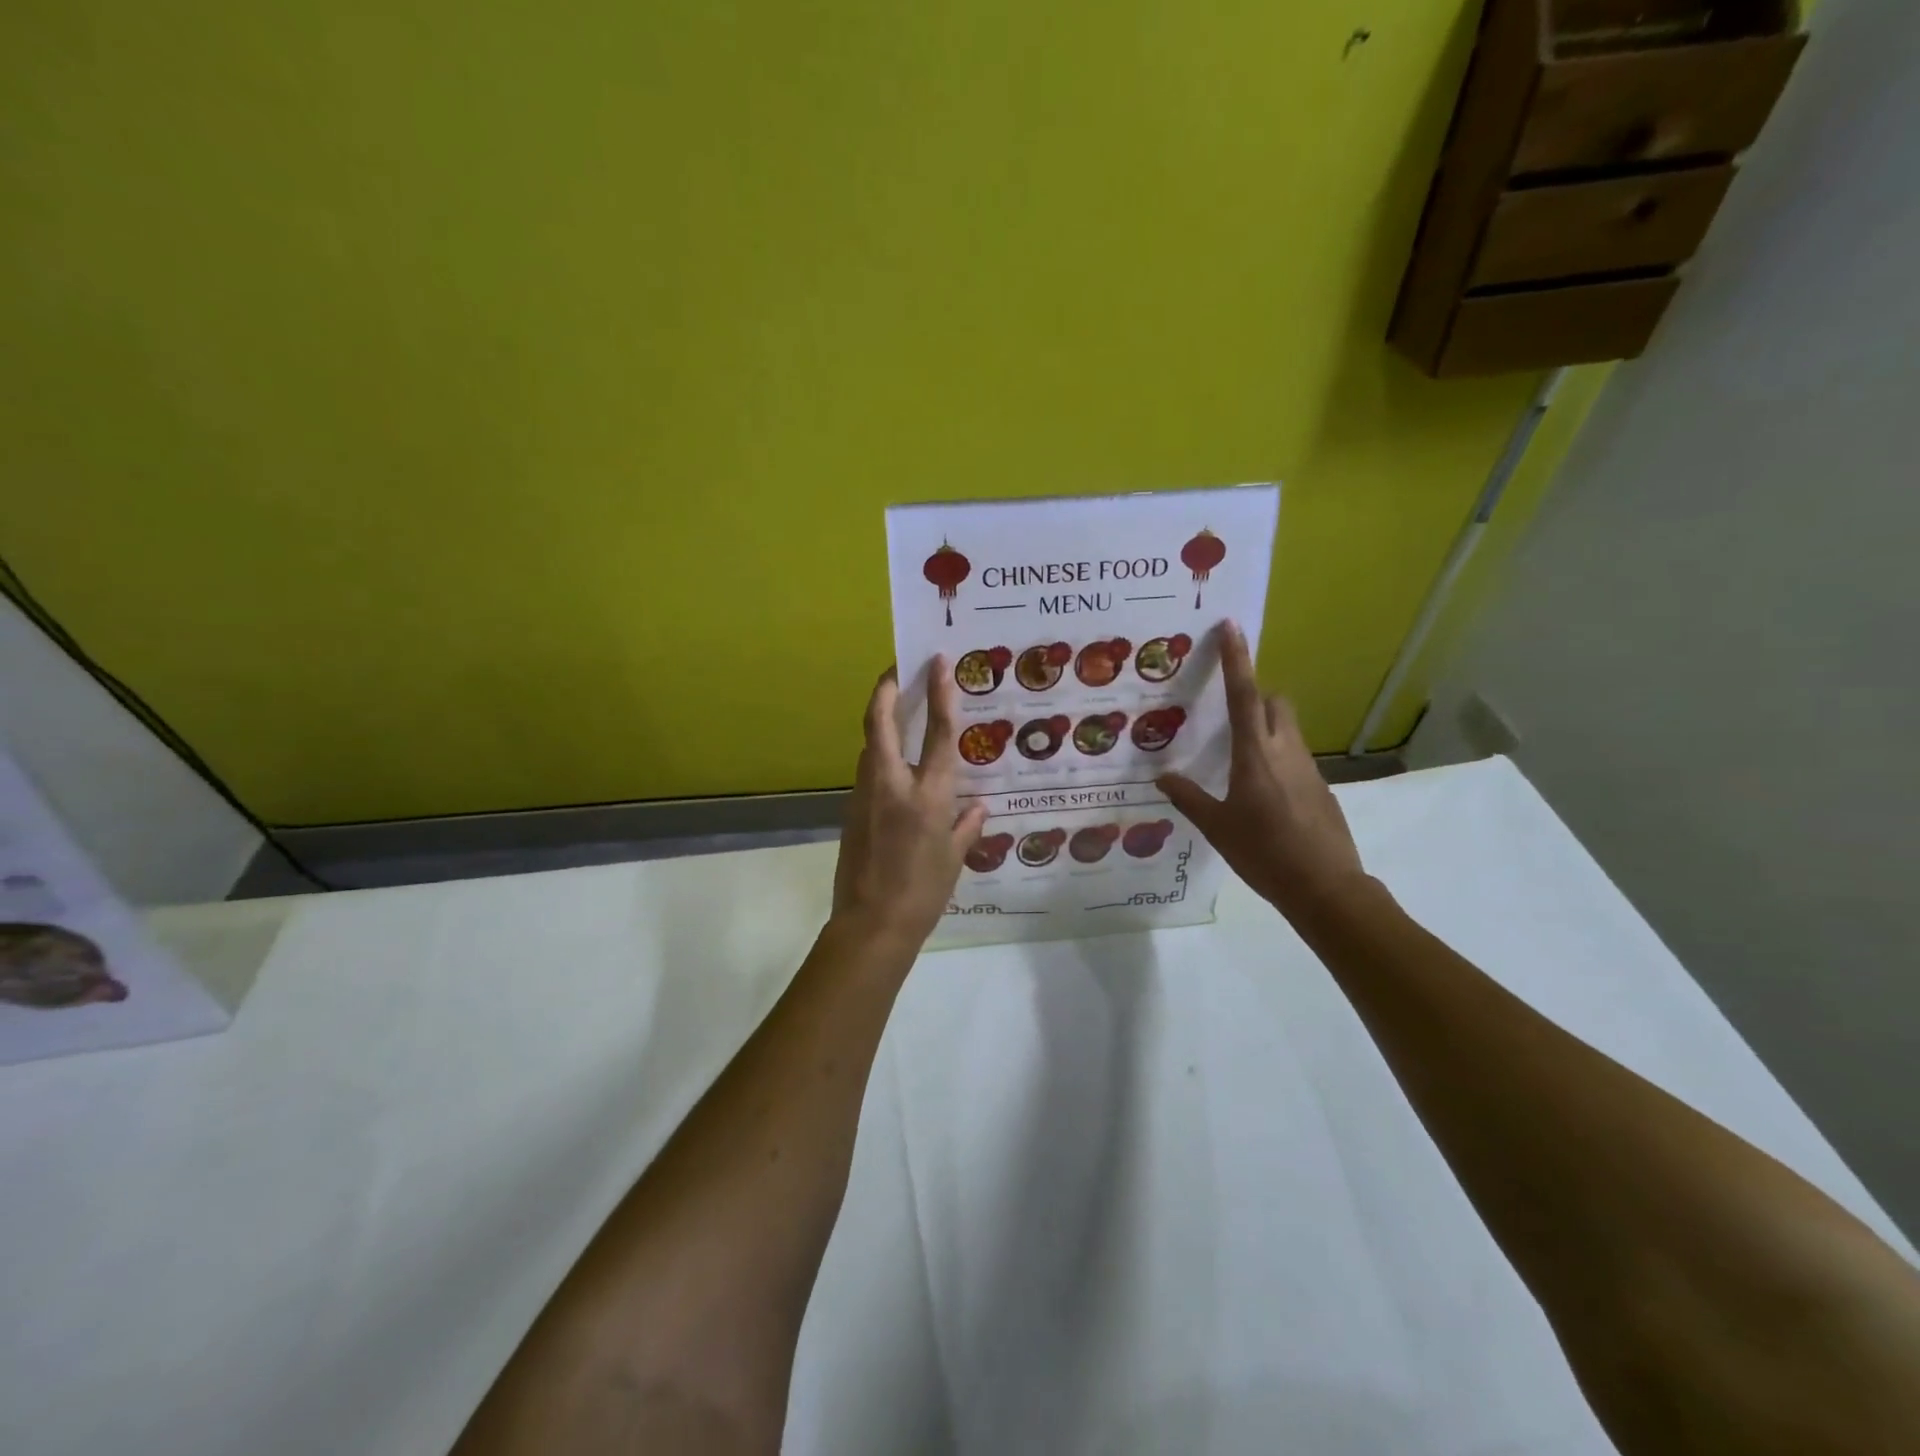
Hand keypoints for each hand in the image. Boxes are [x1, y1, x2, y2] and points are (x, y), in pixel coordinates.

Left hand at [832, 657, 990, 948]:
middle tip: (896, 668)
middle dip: (885, 689)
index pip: (936, 732)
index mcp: (928, 795)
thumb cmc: (923, 892)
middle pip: (880, 722)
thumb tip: (978, 806)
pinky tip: (894, 764)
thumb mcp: (955, 859)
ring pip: (869, 745)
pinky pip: (868, 771)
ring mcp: (866, 794)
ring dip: (880, 720)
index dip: (939, 692)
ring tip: (897, 708)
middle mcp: (893, 784)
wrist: (871, 924)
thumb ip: (967, 825)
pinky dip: (880, 755)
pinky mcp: (851, 810)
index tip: (937, 662)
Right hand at [1157, 622, 1369, 922]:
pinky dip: (1277, 754)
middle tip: (1228, 709)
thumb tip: (1162, 779)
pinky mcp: (1320, 785)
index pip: (1243, 694)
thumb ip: (1189, 798)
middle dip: (1255, 692)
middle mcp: (1285, 750)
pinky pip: (1295, 754)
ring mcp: (1308, 767)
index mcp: (1255, 754)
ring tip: (1238, 754)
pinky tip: (1262, 789)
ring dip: (1265, 725)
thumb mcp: (1217, 827)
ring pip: (1287, 727)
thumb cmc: (1264, 853)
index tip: (1230, 626)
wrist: (1325, 887)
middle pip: (1275, 701)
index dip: (1236, 658)